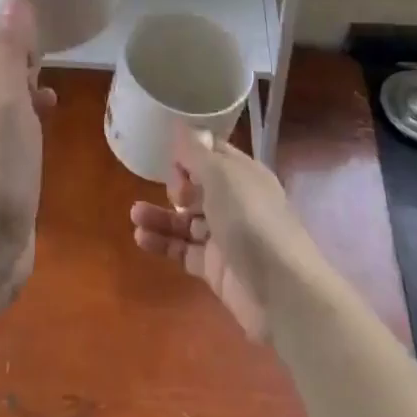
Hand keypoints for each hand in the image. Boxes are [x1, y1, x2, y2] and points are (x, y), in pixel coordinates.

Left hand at [0, 0, 52, 295]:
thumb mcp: (2, 102)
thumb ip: (5, 50)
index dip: (6, 22)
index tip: (44, 19)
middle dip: (20, 50)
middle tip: (54, 49)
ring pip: (4, 92)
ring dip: (27, 81)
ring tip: (55, 81)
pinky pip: (14, 123)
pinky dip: (31, 111)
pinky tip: (50, 116)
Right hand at [130, 126, 318, 341]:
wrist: (282, 291)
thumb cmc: (251, 220)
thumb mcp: (222, 176)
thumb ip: (197, 152)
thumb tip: (182, 125)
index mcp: (243, 174)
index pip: (212, 153)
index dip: (190, 153)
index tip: (171, 159)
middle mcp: (235, 202)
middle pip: (198, 187)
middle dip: (176, 185)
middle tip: (172, 193)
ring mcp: (225, 237)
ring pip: (186, 220)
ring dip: (160, 215)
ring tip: (134, 215)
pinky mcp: (215, 268)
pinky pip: (183, 250)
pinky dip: (163, 242)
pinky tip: (141, 237)